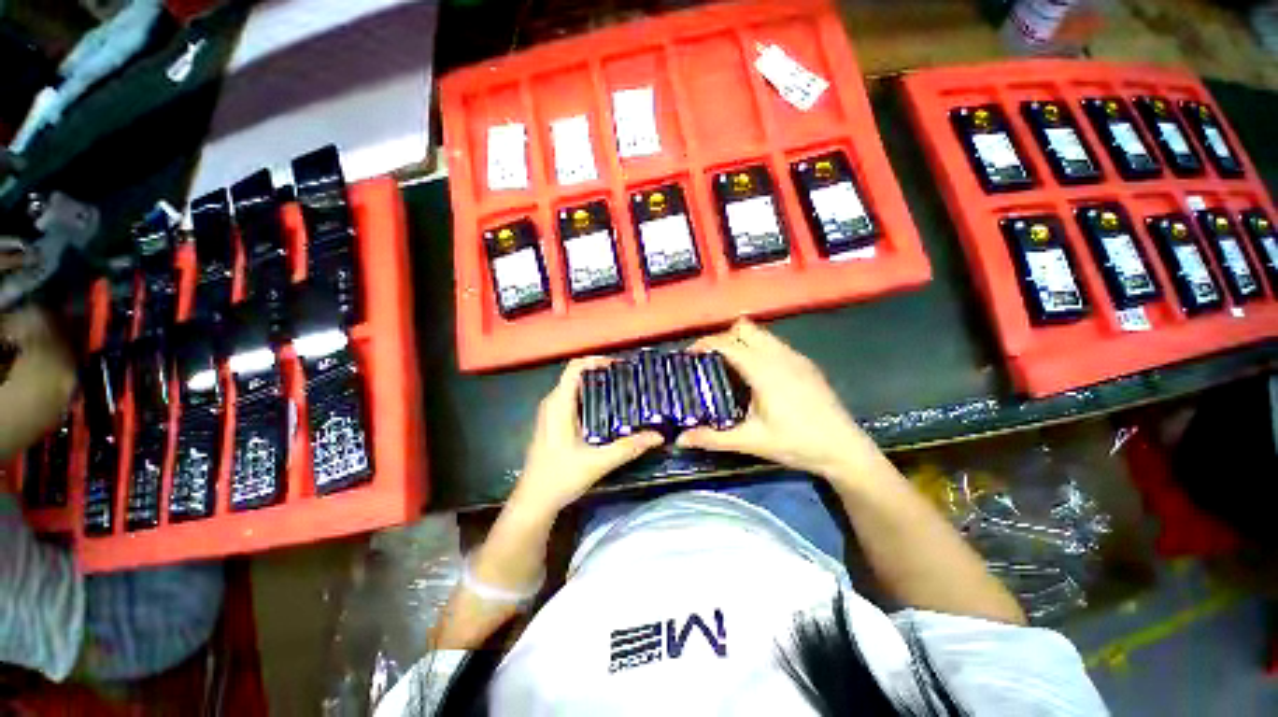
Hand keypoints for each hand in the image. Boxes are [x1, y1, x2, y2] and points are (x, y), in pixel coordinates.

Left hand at [513, 358, 663, 513]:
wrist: (533, 502)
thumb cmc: (560, 477)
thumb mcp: (597, 462)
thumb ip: (628, 448)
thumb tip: (658, 436)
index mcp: (559, 404)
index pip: (575, 368)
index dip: (596, 360)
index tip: (620, 365)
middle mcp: (552, 403)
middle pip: (577, 376)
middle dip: (602, 374)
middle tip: (628, 380)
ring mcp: (550, 414)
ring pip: (575, 389)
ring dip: (596, 387)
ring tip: (622, 392)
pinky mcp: (553, 424)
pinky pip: (572, 401)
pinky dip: (590, 399)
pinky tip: (608, 412)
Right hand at [676, 319, 880, 479]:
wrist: (844, 448)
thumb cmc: (796, 443)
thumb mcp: (751, 441)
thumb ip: (713, 438)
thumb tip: (681, 439)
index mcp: (763, 369)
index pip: (727, 343)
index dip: (705, 344)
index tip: (689, 355)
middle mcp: (778, 355)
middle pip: (744, 328)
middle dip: (723, 338)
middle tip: (710, 360)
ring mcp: (795, 356)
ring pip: (761, 333)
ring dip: (742, 341)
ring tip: (730, 365)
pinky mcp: (805, 363)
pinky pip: (774, 343)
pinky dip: (758, 347)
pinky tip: (757, 374)